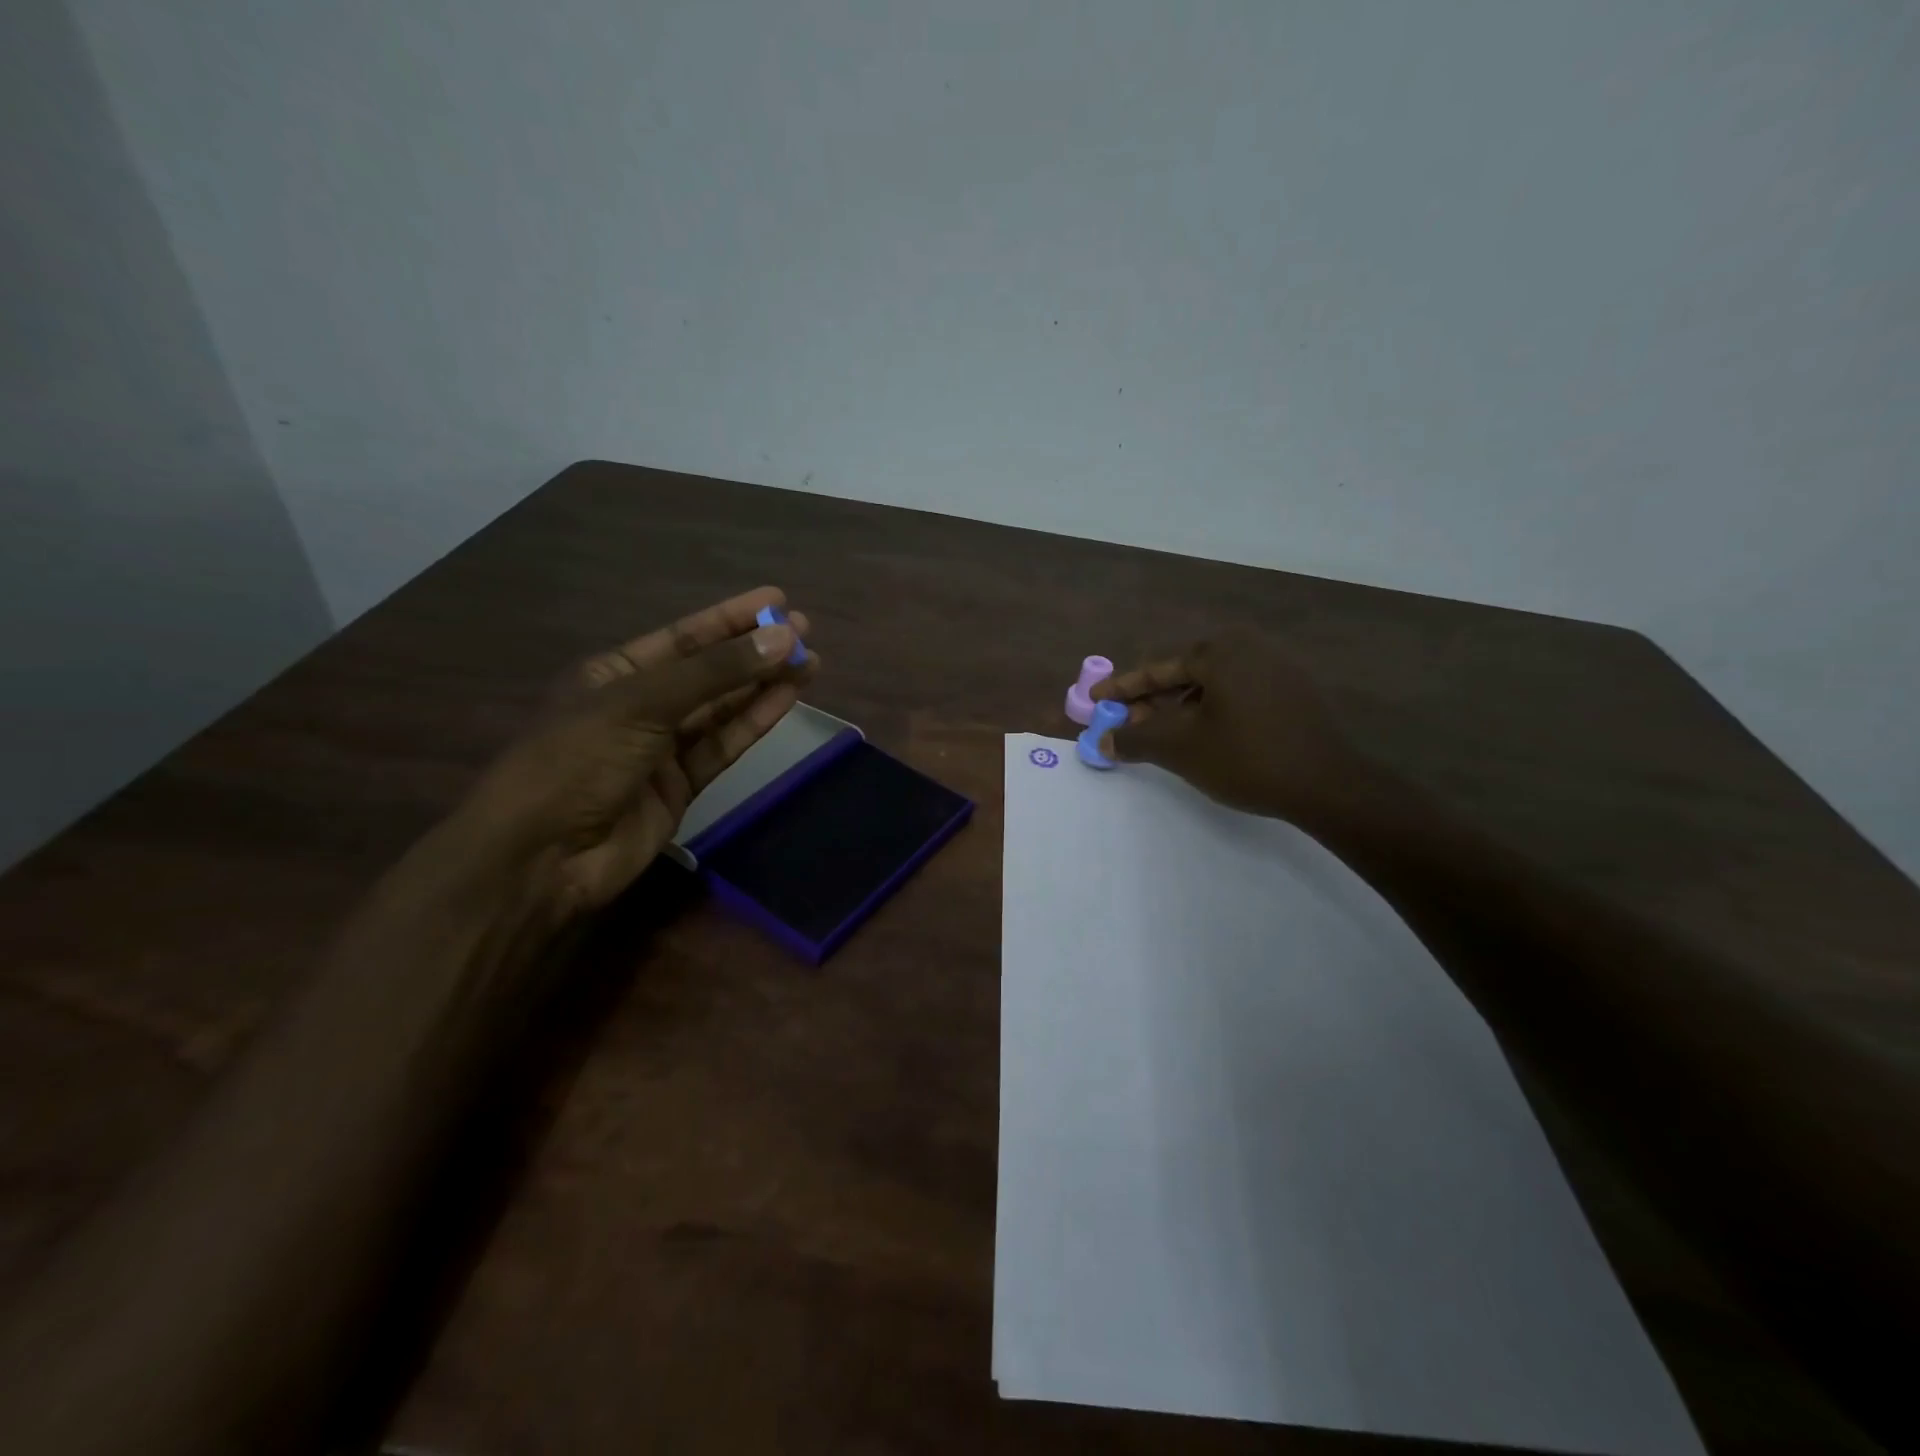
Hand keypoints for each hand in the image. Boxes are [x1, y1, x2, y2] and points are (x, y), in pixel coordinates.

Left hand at [448, 586, 815, 918]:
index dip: (731, 618)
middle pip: (708, 671)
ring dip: (763, 685)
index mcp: (615, 673)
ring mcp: (661, 749)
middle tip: (806, 632)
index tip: (777, 600)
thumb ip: (716, 672)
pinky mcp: (681, 787)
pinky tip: (787, 699)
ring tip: (810, 663)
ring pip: (722, 709)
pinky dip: (754, 722)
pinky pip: (724, 746)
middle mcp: (640, 705)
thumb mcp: (643, 703)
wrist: (542, 856)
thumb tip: (786, 638)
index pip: (684, 637)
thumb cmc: (578, 760)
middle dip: (755, 651)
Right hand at [1091, 627, 1385, 828]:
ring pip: (1212, 685)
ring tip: (1160, 736)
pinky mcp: (1295, 691)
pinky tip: (1201, 737)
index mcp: (1221, 650)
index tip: (1095, 701)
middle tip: (1125, 724)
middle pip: (1185, 673)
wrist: (1329, 785)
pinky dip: (1211, 711)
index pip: (1158, 668)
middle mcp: (1250, 647)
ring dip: (1180, 709)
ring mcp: (1278, 667)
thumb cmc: (1246, 757)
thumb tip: (1103, 741)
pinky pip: (1238, 694)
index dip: (1122, 688)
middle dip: (1151, 701)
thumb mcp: (1180, 749)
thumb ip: (1136, 739)